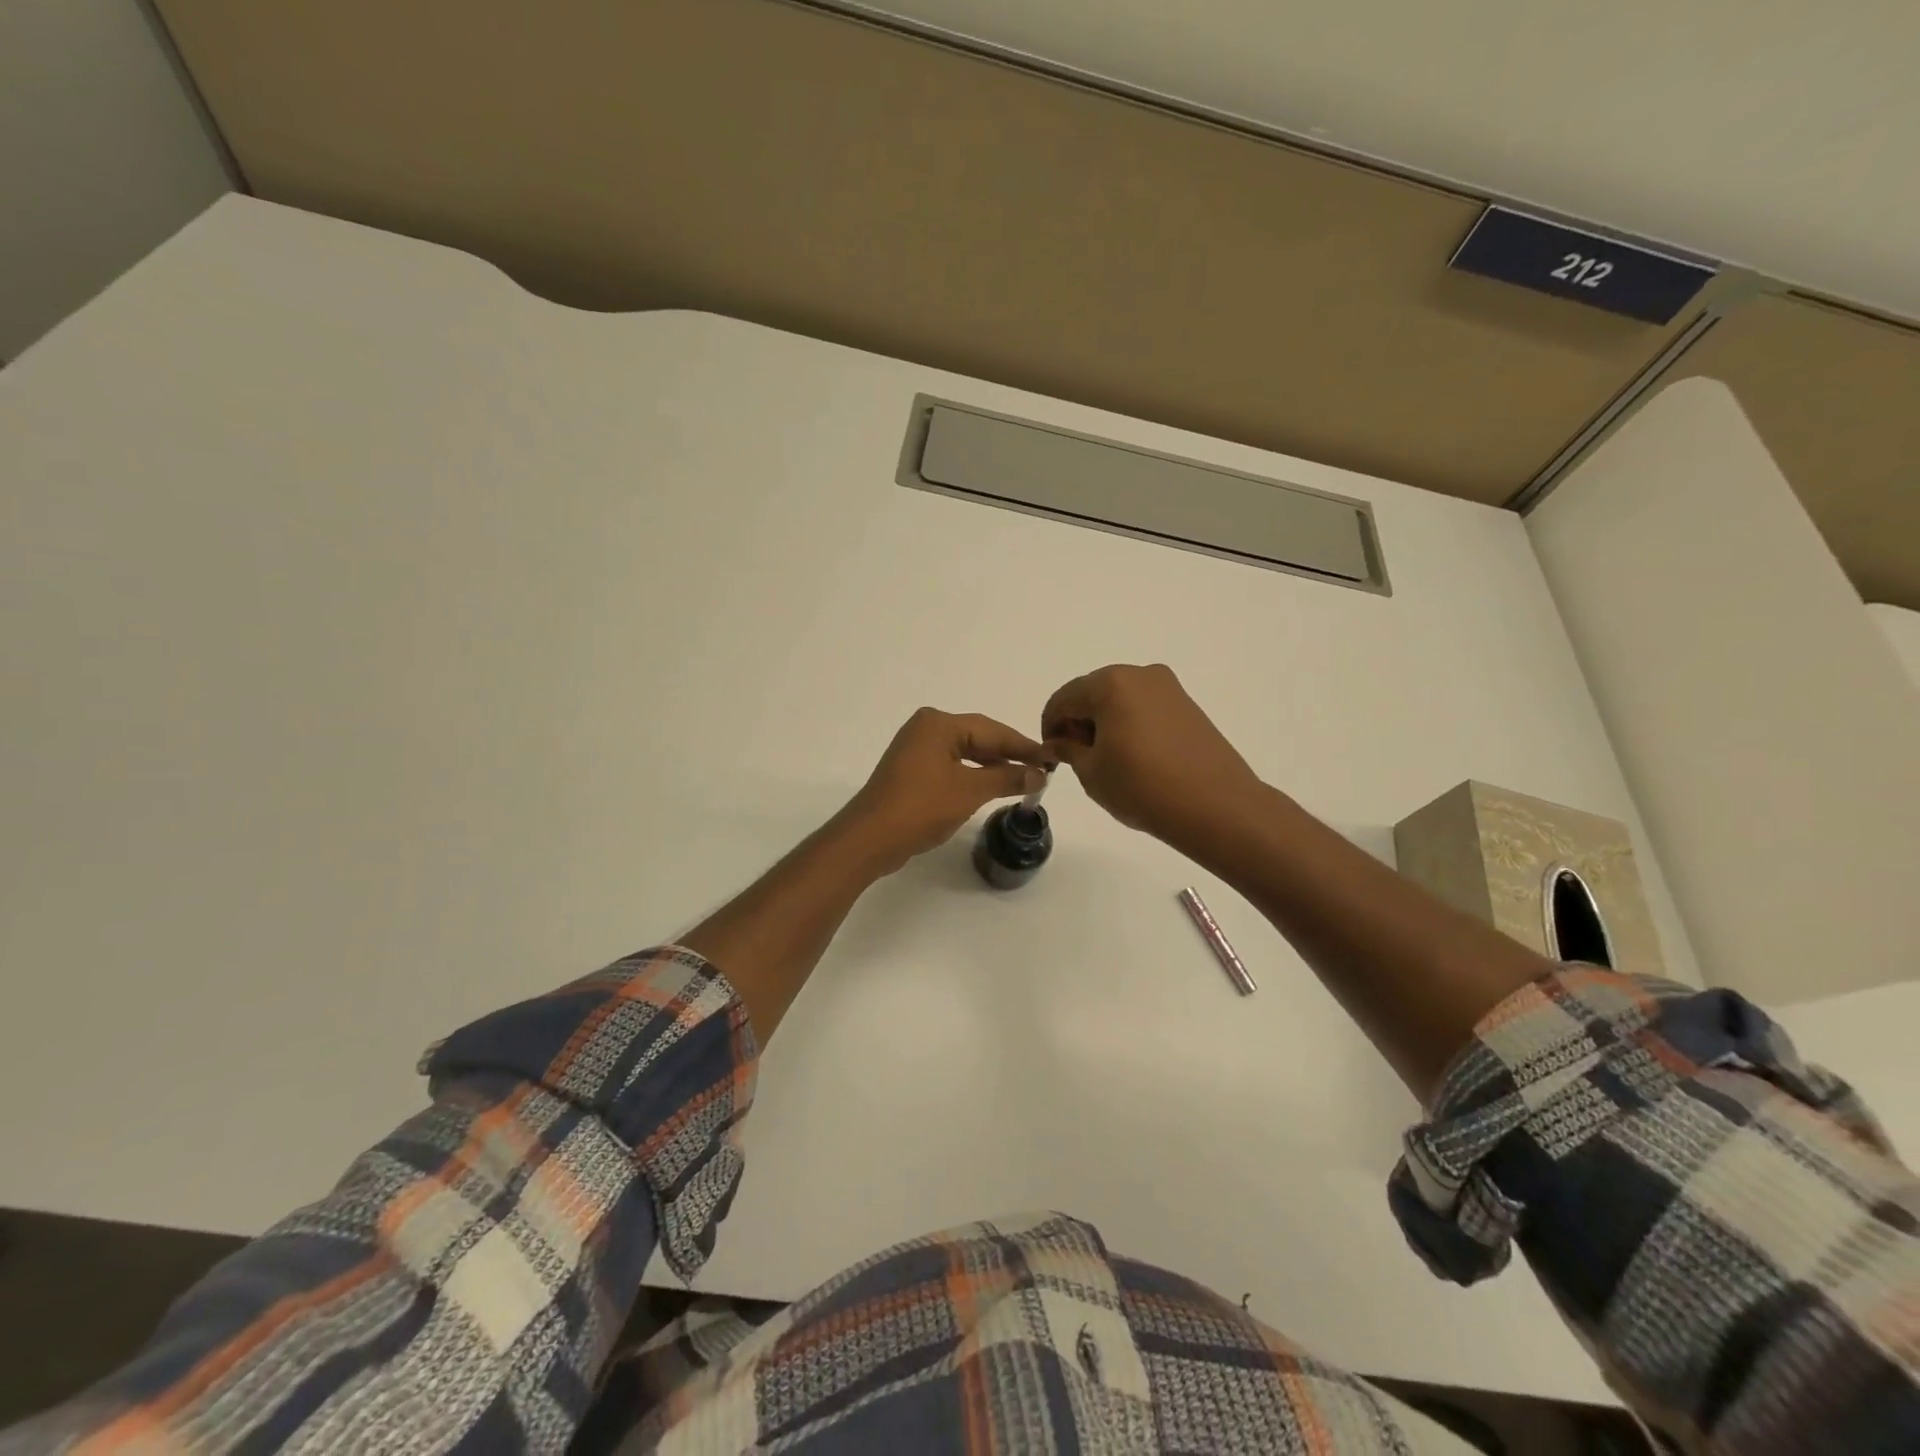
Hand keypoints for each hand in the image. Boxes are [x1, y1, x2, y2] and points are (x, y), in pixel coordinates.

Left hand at [842, 708, 1050, 872]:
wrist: (870, 838)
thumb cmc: (921, 807)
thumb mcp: (970, 791)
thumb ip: (1007, 777)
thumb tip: (1039, 773)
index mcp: (939, 723)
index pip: (992, 729)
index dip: (1023, 745)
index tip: (1051, 758)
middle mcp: (926, 728)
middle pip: (978, 737)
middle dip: (1009, 754)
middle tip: (1041, 770)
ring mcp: (916, 749)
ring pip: (965, 752)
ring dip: (992, 766)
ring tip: (1022, 779)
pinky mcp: (911, 770)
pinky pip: (951, 765)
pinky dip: (973, 774)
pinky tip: (991, 786)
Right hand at [1041, 663, 1260, 850]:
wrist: (1216, 806)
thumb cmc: (1142, 787)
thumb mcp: (1091, 772)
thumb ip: (1068, 750)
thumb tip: (1058, 743)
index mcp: (1110, 683)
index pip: (1063, 699)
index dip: (1051, 727)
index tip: (1051, 755)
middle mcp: (1140, 675)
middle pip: (1093, 693)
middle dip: (1079, 722)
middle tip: (1078, 759)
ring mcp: (1169, 688)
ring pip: (1120, 700)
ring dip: (1105, 724)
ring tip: (1109, 762)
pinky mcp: (1188, 706)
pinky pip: (1145, 709)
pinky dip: (1131, 726)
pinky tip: (1135, 758)